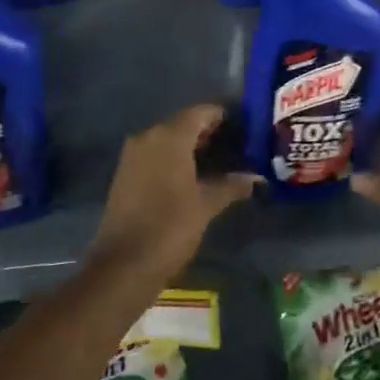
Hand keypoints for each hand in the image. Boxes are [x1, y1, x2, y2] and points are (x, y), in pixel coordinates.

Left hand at [92, 103, 259, 280]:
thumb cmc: (170, 227)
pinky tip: (191, 176)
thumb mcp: (206, 205)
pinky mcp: (124, 173)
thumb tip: (256, 178)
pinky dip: (172, 159)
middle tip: (234, 147)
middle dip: (208, 133)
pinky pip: (154, 154)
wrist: (123, 266)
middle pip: (183, 123)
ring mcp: (132, 154)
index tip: (242, 129)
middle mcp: (149, 136)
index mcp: (170, 136)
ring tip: (217, 163)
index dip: (223, 117)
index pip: (201, 112)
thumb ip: (231, 185)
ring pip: (167, 139)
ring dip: (190, 147)